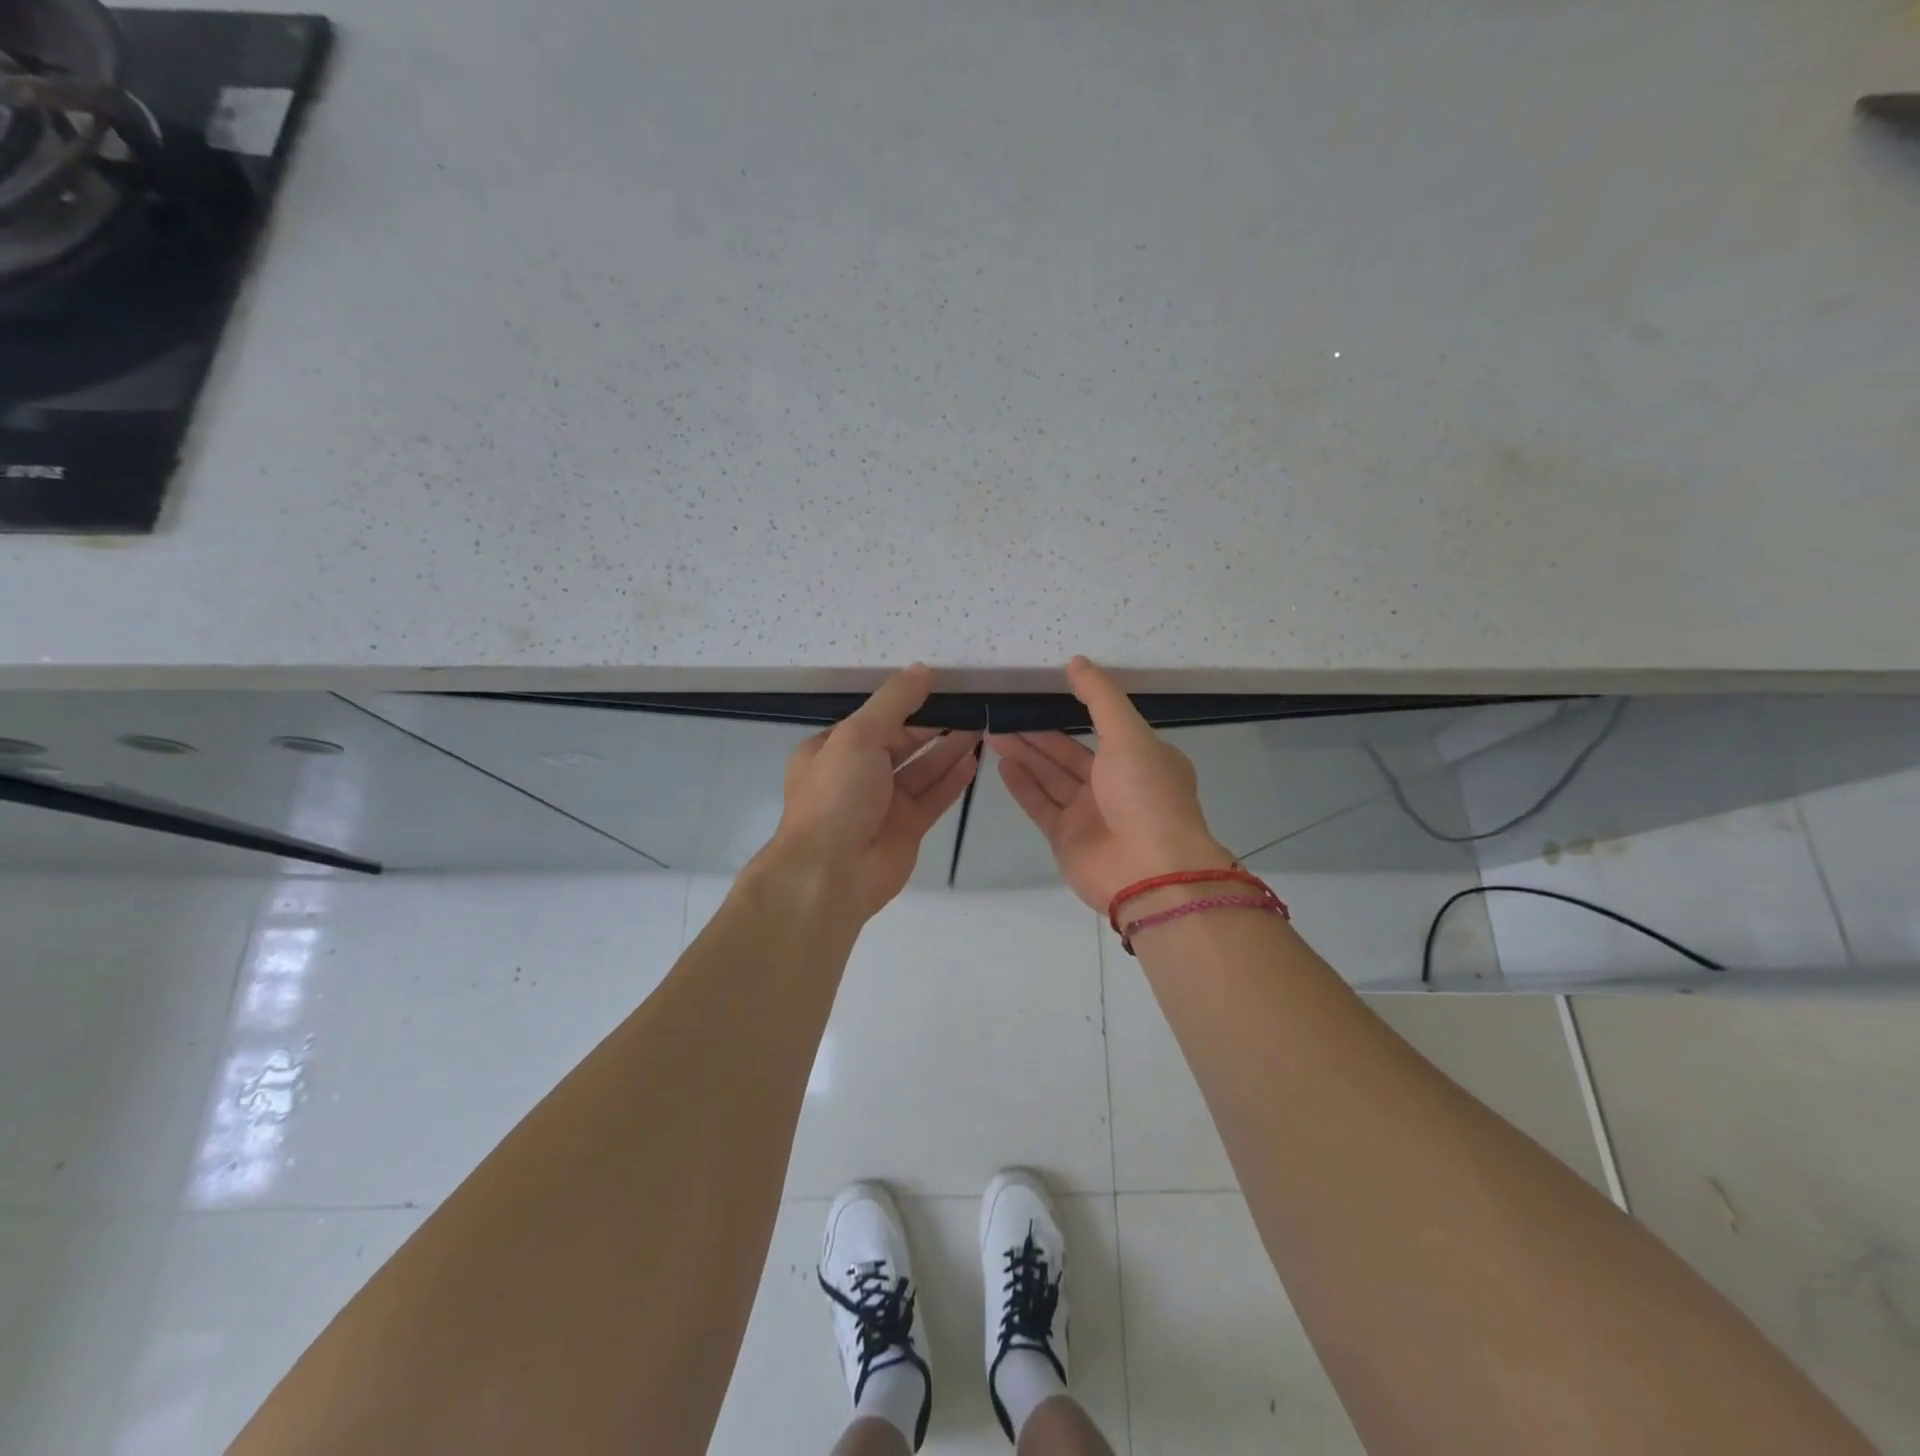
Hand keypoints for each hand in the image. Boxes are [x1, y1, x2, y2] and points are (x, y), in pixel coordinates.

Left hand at [763, 664, 979, 918]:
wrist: (831, 874)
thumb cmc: (836, 796)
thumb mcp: (858, 735)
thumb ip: (894, 702)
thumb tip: (924, 670)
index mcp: (832, 750)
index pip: (874, 719)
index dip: (905, 702)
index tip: (940, 686)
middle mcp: (857, 774)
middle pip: (901, 742)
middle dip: (933, 725)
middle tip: (970, 704)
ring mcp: (883, 804)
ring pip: (922, 769)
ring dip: (948, 749)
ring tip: (981, 725)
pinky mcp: (907, 828)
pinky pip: (934, 797)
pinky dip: (952, 779)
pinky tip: (974, 759)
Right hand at [988, 657, 1233, 913]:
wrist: (1149, 870)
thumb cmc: (1145, 794)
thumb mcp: (1129, 733)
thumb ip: (1100, 697)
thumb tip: (1076, 662)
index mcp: (1142, 758)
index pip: (1106, 727)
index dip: (1076, 709)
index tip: (1046, 690)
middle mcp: (1117, 784)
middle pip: (1070, 753)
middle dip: (1039, 733)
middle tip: (1004, 712)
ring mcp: (1090, 813)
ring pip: (1051, 777)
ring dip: (1025, 755)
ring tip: (993, 732)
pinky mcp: (1067, 837)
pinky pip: (1041, 805)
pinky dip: (1022, 786)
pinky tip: (1002, 764)